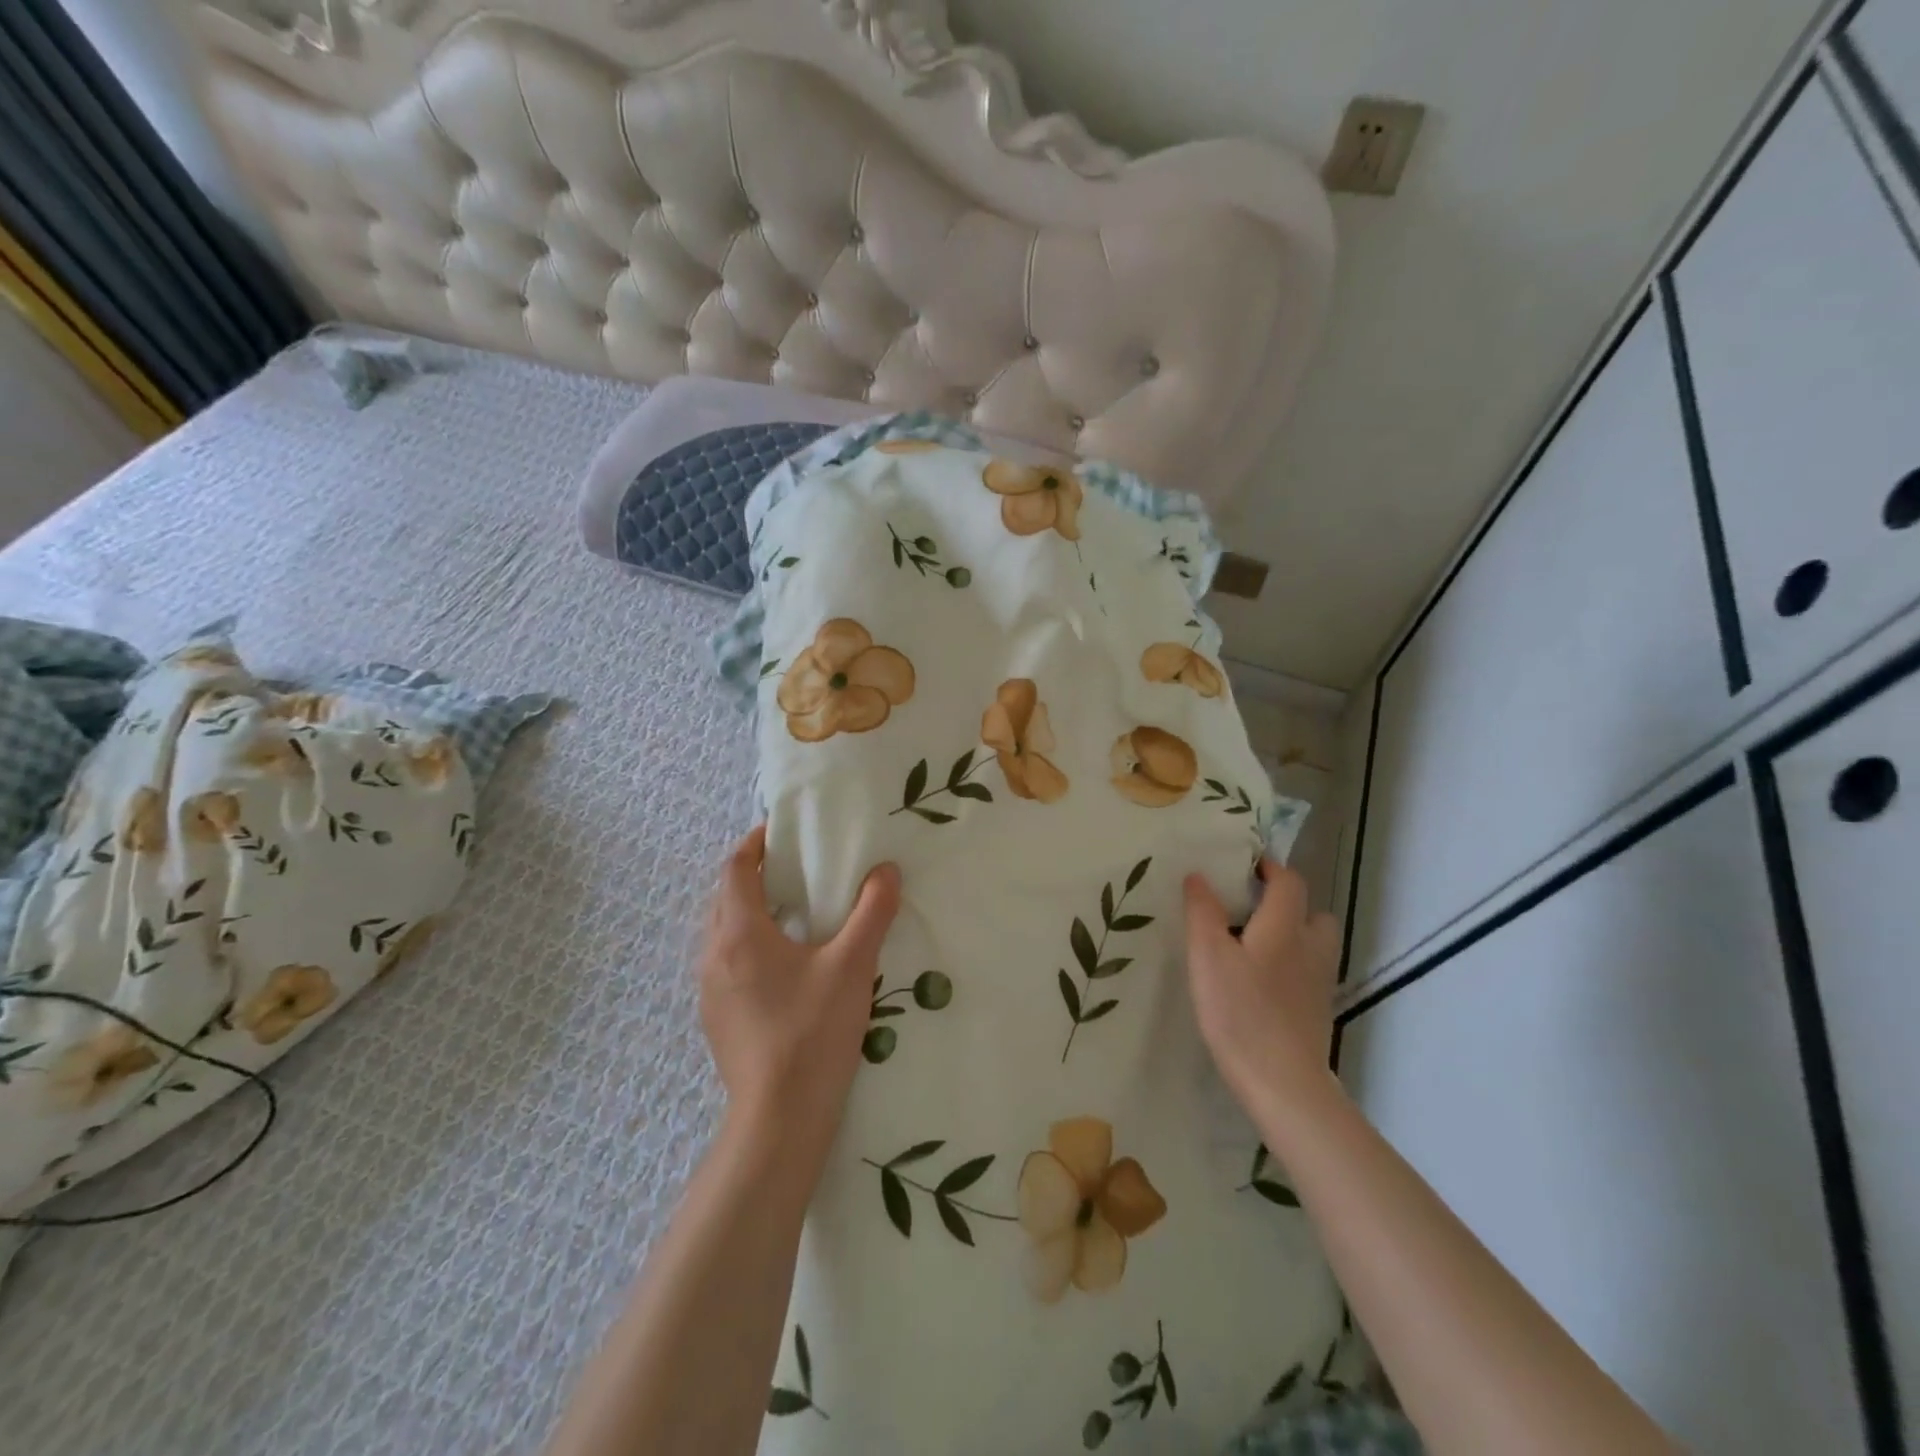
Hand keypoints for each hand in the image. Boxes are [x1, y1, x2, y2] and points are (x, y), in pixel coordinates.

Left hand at [698, 826, 901, 1153]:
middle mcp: (714, 955)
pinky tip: (783, 966)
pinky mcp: (717, 1019)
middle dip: (754, 875)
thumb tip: (886, 871)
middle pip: (725, 898)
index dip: (755, 844)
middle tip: (794, 868)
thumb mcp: (852, 966)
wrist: (779, 1118)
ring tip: (792, 913)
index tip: (781, 832)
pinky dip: (748, 946)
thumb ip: (872, 912)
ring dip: (749, 912)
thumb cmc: (813, 1032)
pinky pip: (727, 963)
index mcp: (740, 933)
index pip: (736, 869)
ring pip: (723, 933)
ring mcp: (710, 991)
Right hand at [1184, 861, 1341, 1122]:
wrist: (1282, 1083)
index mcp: (1285, 927)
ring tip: (1257, 945)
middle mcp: (1311, 948)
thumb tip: (1199, 876)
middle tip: (1251, 909)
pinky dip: (1293, 966)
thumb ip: (1202, 912)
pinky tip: (1264, 983)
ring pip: (1316, 944)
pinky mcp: (1318, 1012)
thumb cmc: (1239, 1012)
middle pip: (1313, 912)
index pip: (1289, 882)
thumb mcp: (1207, 956)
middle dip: (1288, 903)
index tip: (1244, 867)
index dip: (1269, 869)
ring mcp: (1319, 983)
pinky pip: (1310, 973)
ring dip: (1294, 934)